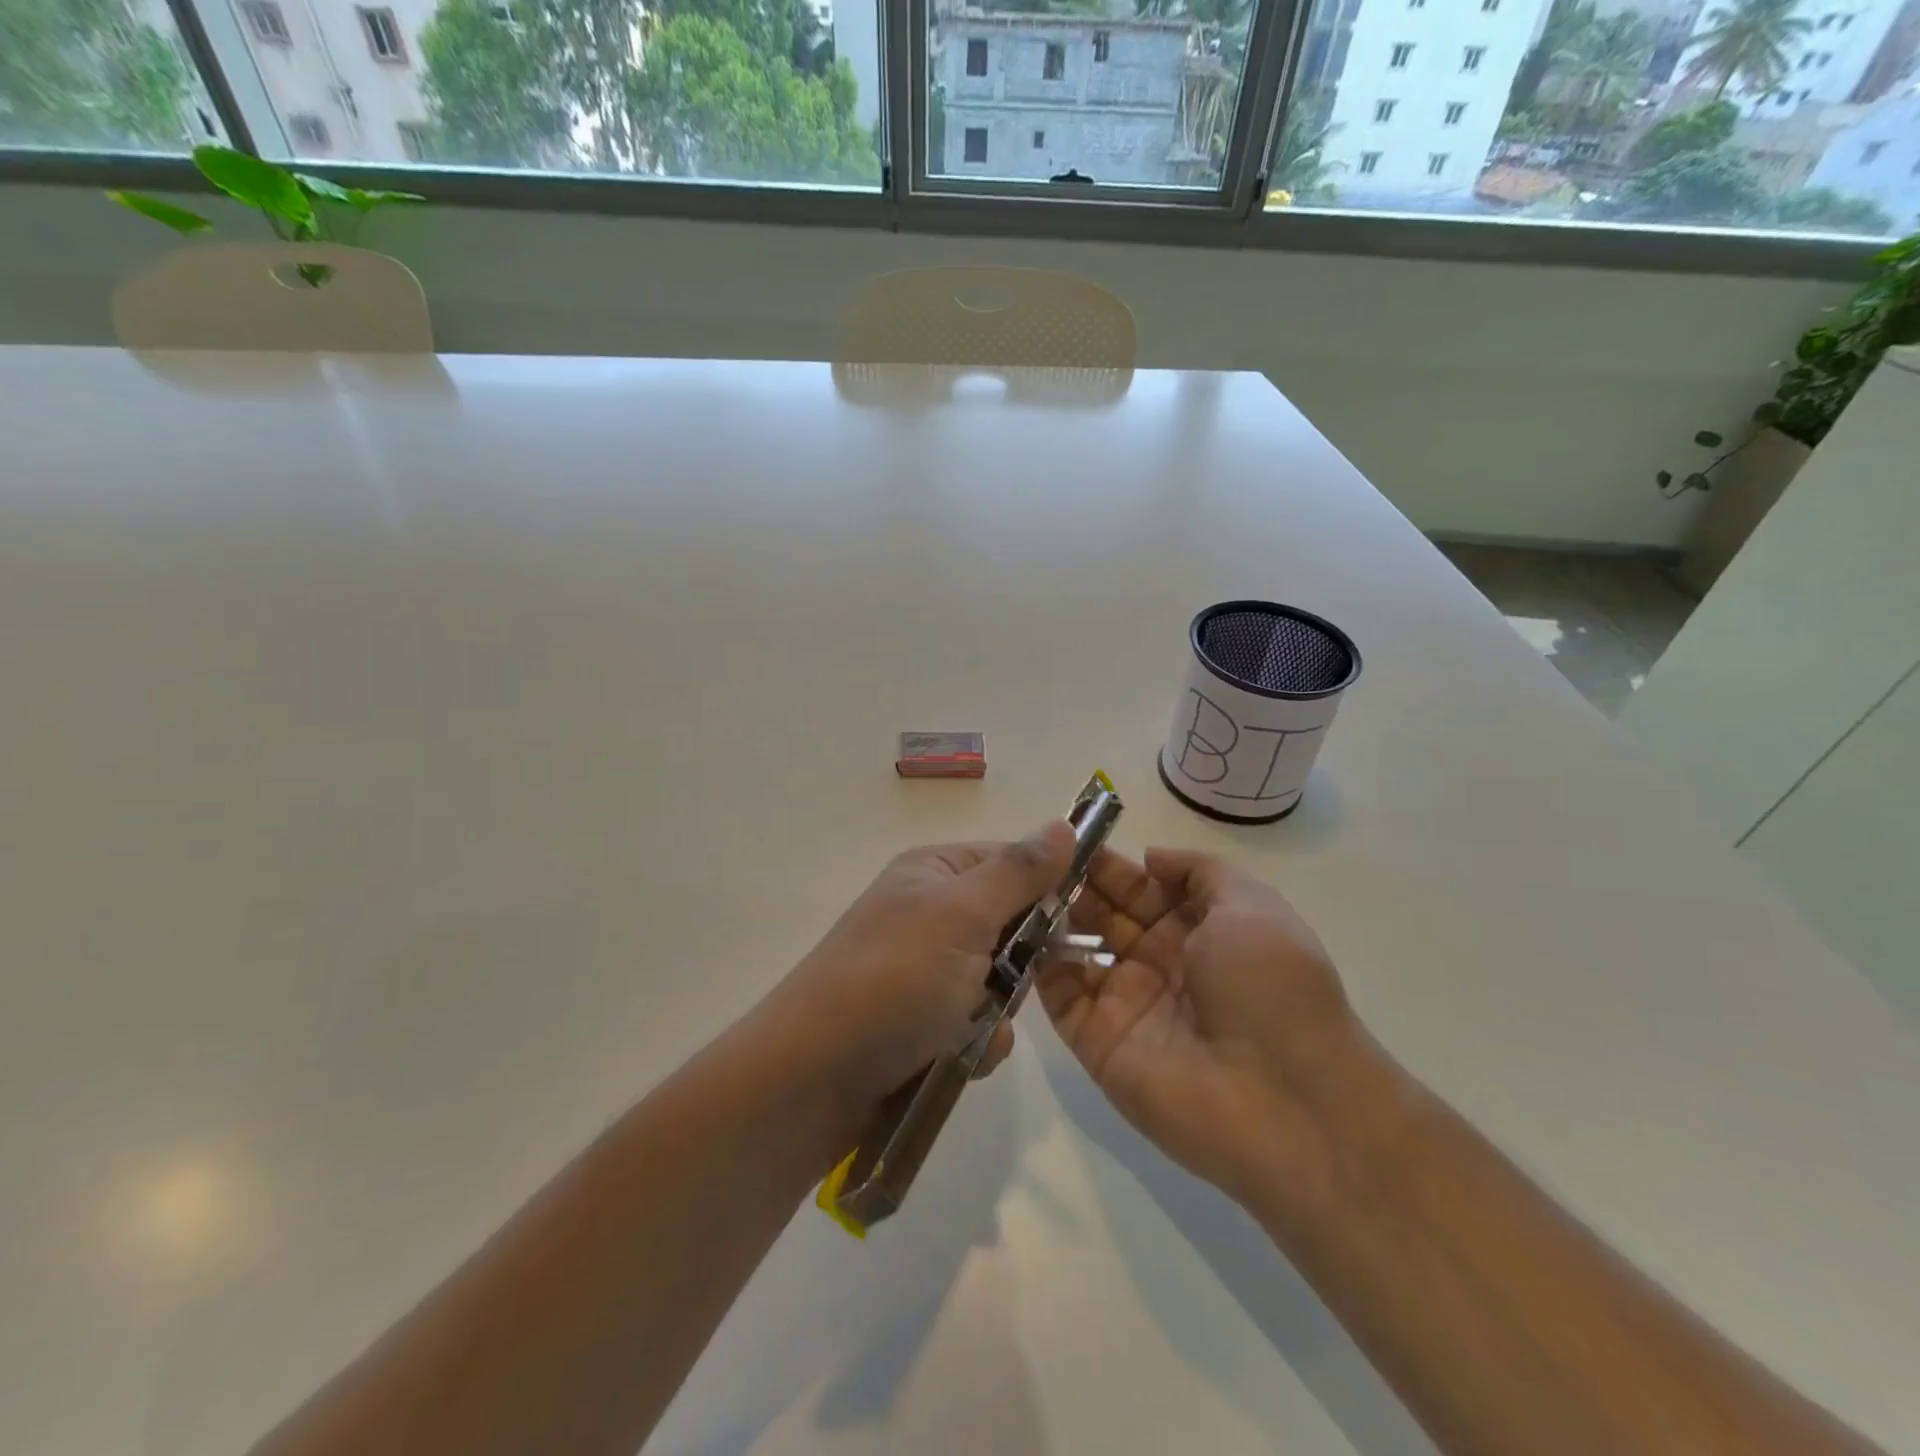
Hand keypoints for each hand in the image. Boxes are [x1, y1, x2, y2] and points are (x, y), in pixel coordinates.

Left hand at [764, 820, 1076, 1134]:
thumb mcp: (963, 914)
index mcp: (933, 872)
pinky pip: (974, 1023)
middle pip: (1009, 925)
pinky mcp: (917, 1022)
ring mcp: (920, 970)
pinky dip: (975, 1042)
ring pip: (997, 981)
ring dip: (997, 1011)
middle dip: (1020, 962)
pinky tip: (957, 1058)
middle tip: (1011, 982)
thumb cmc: (894, 980)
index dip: (1047, 889)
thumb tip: (1064, 824)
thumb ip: (1019, 872)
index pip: (1012, 862)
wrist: (811, 1078)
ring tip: (970, 1030)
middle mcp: (927, 913)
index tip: (1075, 925)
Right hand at [1038, 846, 1369, 1216]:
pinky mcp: (1099, 1043)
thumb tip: (1149, 858)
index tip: (1071, 839)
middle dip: (1074, 887)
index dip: (1110, 865)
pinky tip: (1021, 934)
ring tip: (1022, 891)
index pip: (1141, 888)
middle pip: (1105, 916)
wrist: (1285, 1104)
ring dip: (1051, 922)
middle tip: (1038, 862)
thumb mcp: (1252, 905)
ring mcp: (1127, 1004)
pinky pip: (1060, 999)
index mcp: (1198, 931)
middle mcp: (1160, 964)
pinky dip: (1038, 968)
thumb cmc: (1269, 987)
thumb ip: (1200, 871)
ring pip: (1076, 952)